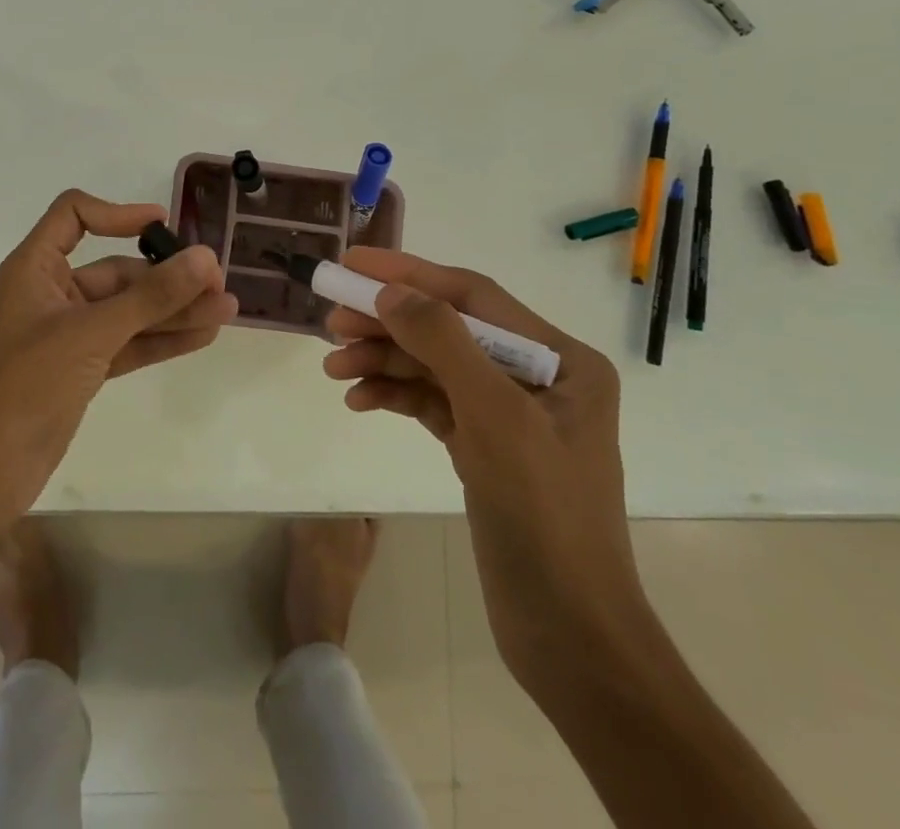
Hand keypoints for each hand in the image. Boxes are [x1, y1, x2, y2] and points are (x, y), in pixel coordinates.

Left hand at [0, 190, 235, 521]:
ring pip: (128, 310)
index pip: (74, 216)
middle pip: (114, 269)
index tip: (163, 224)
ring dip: (174, 309)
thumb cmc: (28, 383)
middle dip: (166, 276)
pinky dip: (161, 339)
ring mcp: (68, 334)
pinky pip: (128, 342)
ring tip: (226, 309)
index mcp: (35, 268)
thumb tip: (205, 258)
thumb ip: (151, 297)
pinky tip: (203, 335)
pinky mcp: (82, 368)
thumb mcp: (92, 332)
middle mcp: (52, 293)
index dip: (118, 213)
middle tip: (217, 281)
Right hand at [321, 247, 643, 686]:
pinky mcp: (483, 446)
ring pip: (433, 365)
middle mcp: (537, 376)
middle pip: (447, 328)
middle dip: (388, 322)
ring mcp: (508, 413)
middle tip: (331, 321)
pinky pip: (430, 402)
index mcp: (561, 358)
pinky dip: (394, 396)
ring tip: (333, 367)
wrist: (568, 635)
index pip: (472, 295)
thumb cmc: (544, 516)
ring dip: (382, 361)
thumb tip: (389, 291)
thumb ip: (442, 342)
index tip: (351, 264)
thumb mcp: (495, 418)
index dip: (409, 274)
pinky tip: (358, 400)